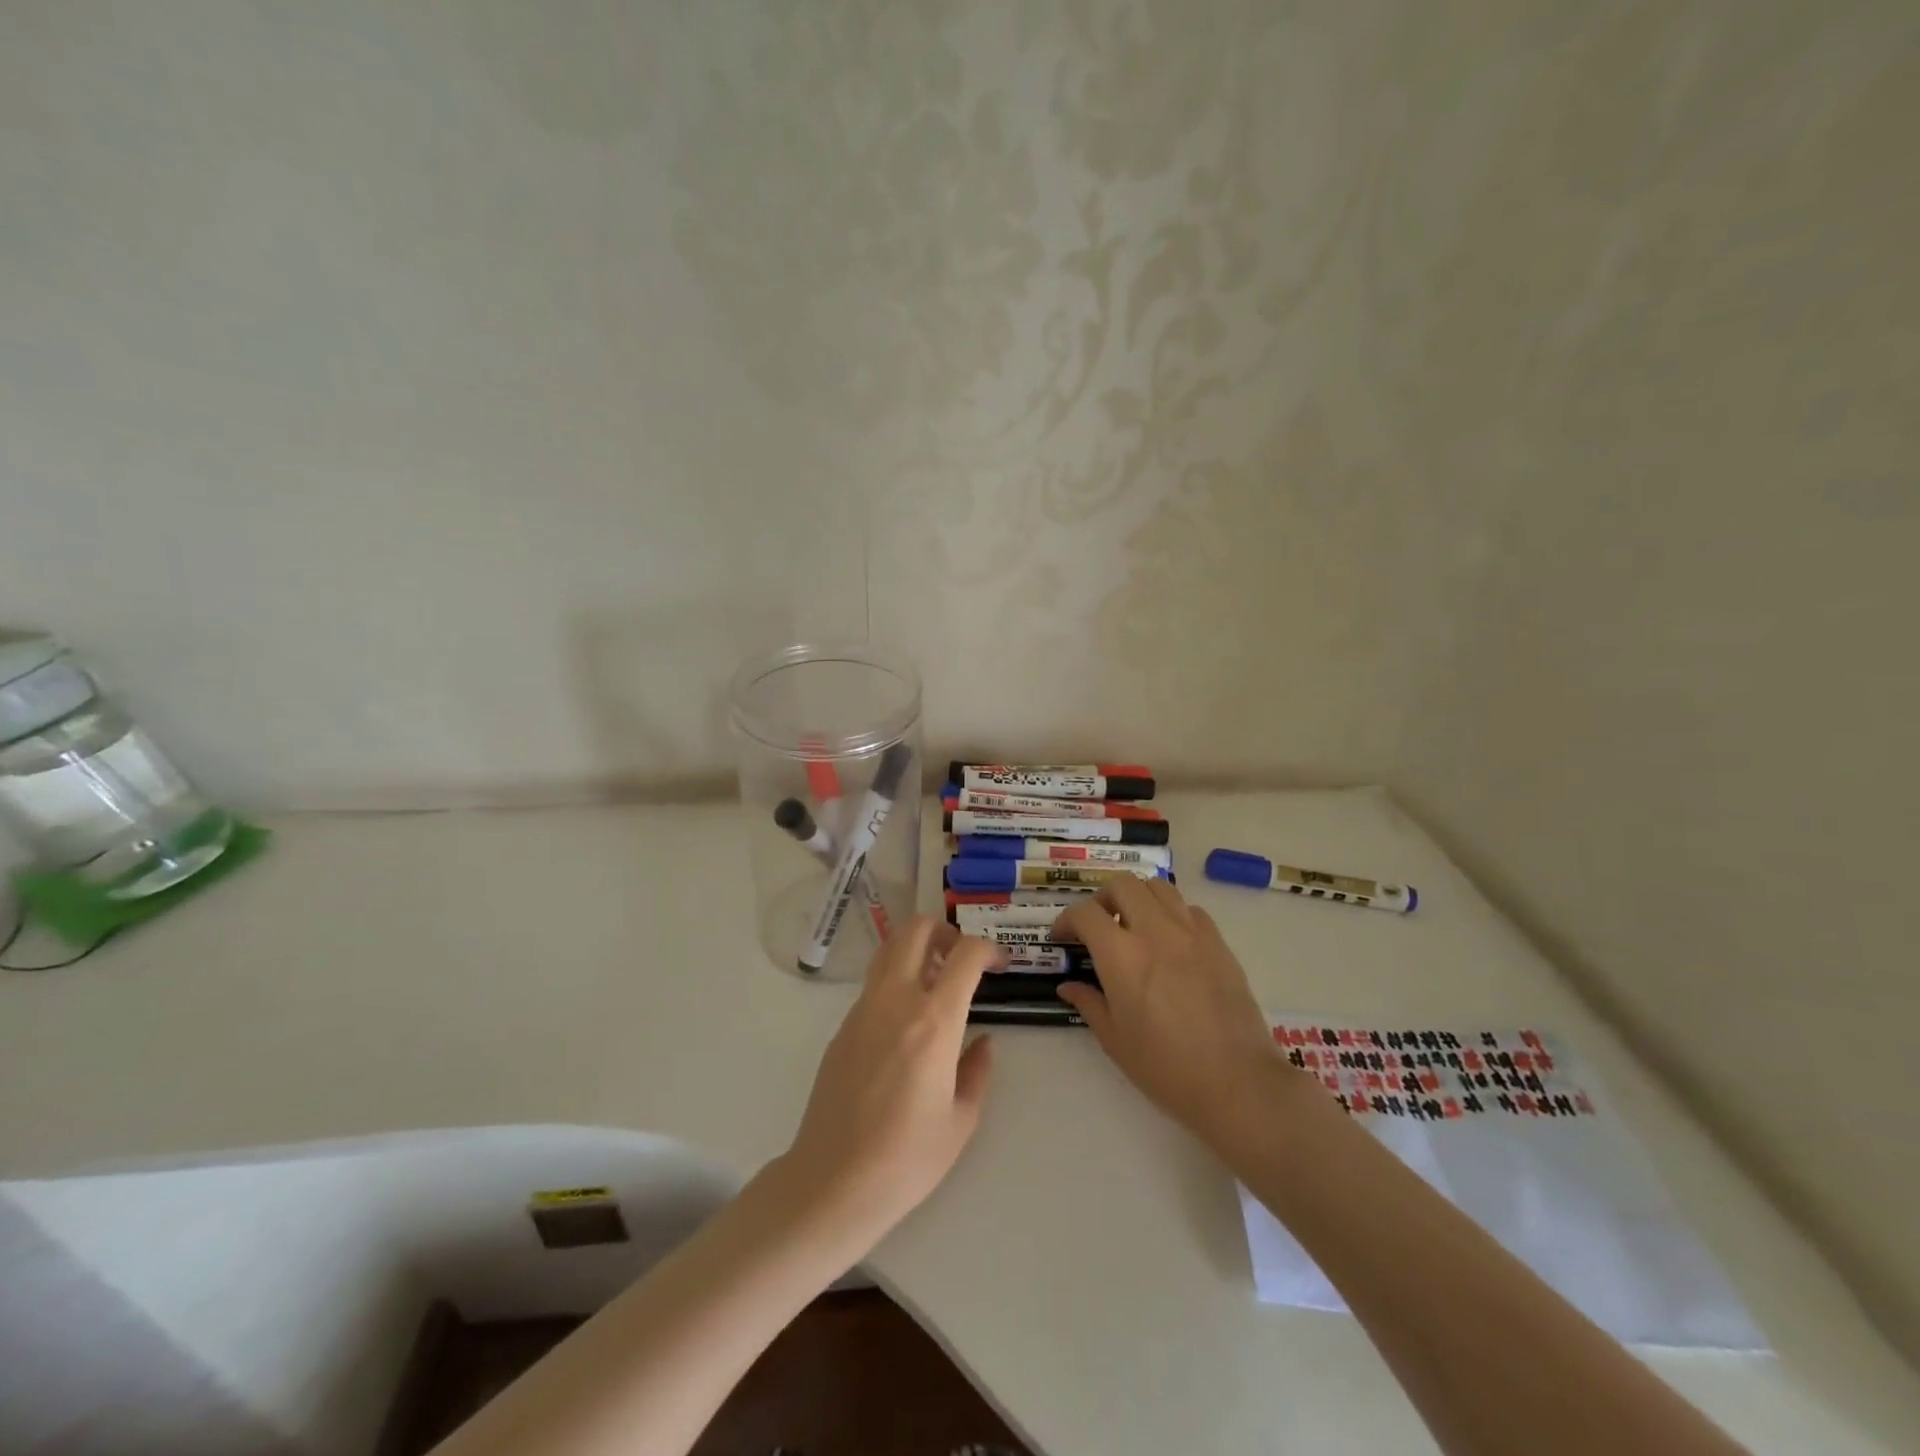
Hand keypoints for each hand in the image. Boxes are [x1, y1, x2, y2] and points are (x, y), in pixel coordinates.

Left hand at [780, 917, 997, 1247]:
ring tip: (936, 983)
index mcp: (934, 1021)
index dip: (989, 948)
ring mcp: (864, 1009)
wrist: (833, 1180)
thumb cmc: (907, 1158)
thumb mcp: (961, 1120)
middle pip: (916, 929)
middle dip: (946, 931)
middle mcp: (896, 1001)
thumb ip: (977, 1071)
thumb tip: (982, 1043)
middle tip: (962, 959)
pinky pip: (874, 982)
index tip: (1000, 964)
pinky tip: (907, 1021)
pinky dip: (897, 979)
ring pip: (890, 949)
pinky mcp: (843, 1025)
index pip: (965, 955)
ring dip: (917, 949)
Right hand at [1056, 880, 1286, 1148]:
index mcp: (1122, 955)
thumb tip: (1068, 986)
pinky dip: (1171, 913)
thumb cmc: (1167, 1068)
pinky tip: (1170, 941)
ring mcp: (1191, 932)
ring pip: (1158, 887)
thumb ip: (1088, 1003)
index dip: (1067, 920)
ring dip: (1138, 898)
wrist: (1237, 1083)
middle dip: (1102, 898)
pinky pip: (1189, 909)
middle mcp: (1155, 931)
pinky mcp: (1218, 942)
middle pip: (1122, 885)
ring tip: (1134, 925)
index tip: (1063, 938)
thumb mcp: (1115, 1041)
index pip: (1085, 913)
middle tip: (1097, 925)